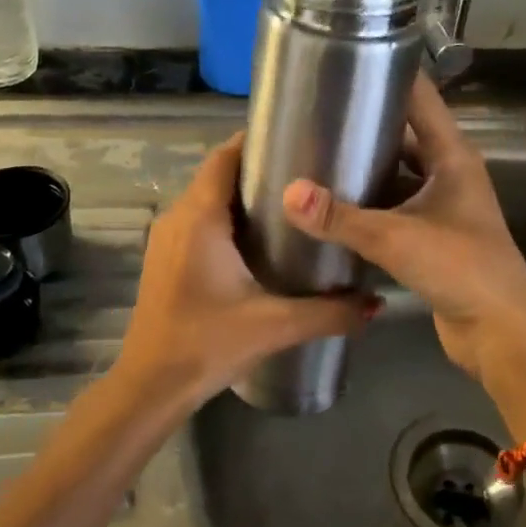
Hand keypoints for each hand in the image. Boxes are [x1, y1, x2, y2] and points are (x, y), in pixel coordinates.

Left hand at [118, 133, 378, 410]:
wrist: (149, 387)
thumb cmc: (206, 344)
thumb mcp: (274, 325)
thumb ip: (329, 313)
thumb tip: (376, 305)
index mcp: (200, 217)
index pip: (225, 156)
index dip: (257, 141)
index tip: (297, 139)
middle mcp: (178, 217)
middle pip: (218, 174)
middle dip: (258, 169)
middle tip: (306, 174)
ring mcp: (166, 239)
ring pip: (207, 199)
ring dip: (242, 196)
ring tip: (290, 205)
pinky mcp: (165, 260)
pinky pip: (198, 222)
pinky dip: (226, 219)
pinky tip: (259, 242)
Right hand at [280, 74, 525, 377]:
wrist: (501, 334)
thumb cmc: (461, 270)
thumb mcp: (397, 238)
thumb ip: (340, 218)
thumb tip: (288, 194)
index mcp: (454, 157)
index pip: (422, 99)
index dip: (391, 75)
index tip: (350, 58)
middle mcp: (450, 174)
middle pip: (406, 135)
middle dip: (367, 123)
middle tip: (318, 112)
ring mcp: (442, 206)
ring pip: (398, 173)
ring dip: (366, 166)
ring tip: (317, 153)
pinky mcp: (432, 236)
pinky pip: (395, 206)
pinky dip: (369, 203)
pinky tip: (334, 203)